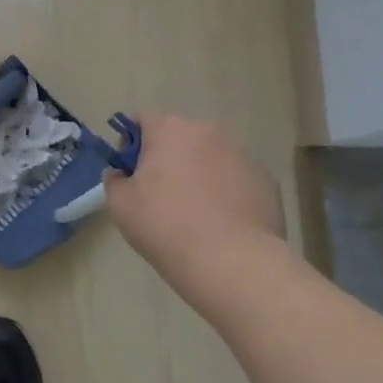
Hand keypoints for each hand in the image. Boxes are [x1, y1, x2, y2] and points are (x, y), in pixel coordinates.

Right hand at [104, 116, 285, 279]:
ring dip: (199, 173)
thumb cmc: (165, 225)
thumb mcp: (120, 204)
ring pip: (211, 157)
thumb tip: (122, 174)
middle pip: (180, 137)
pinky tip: (222, 222)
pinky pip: (236, 178)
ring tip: (195, 212)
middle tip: (160, 194)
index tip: (130, 172)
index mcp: (170, 129)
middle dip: (168, 157)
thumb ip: (115, 179)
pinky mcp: (267, 180)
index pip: (142, 120)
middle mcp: (209, 131)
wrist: (232, 262)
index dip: (131, 144)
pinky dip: (227, 191)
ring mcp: (243, 154)